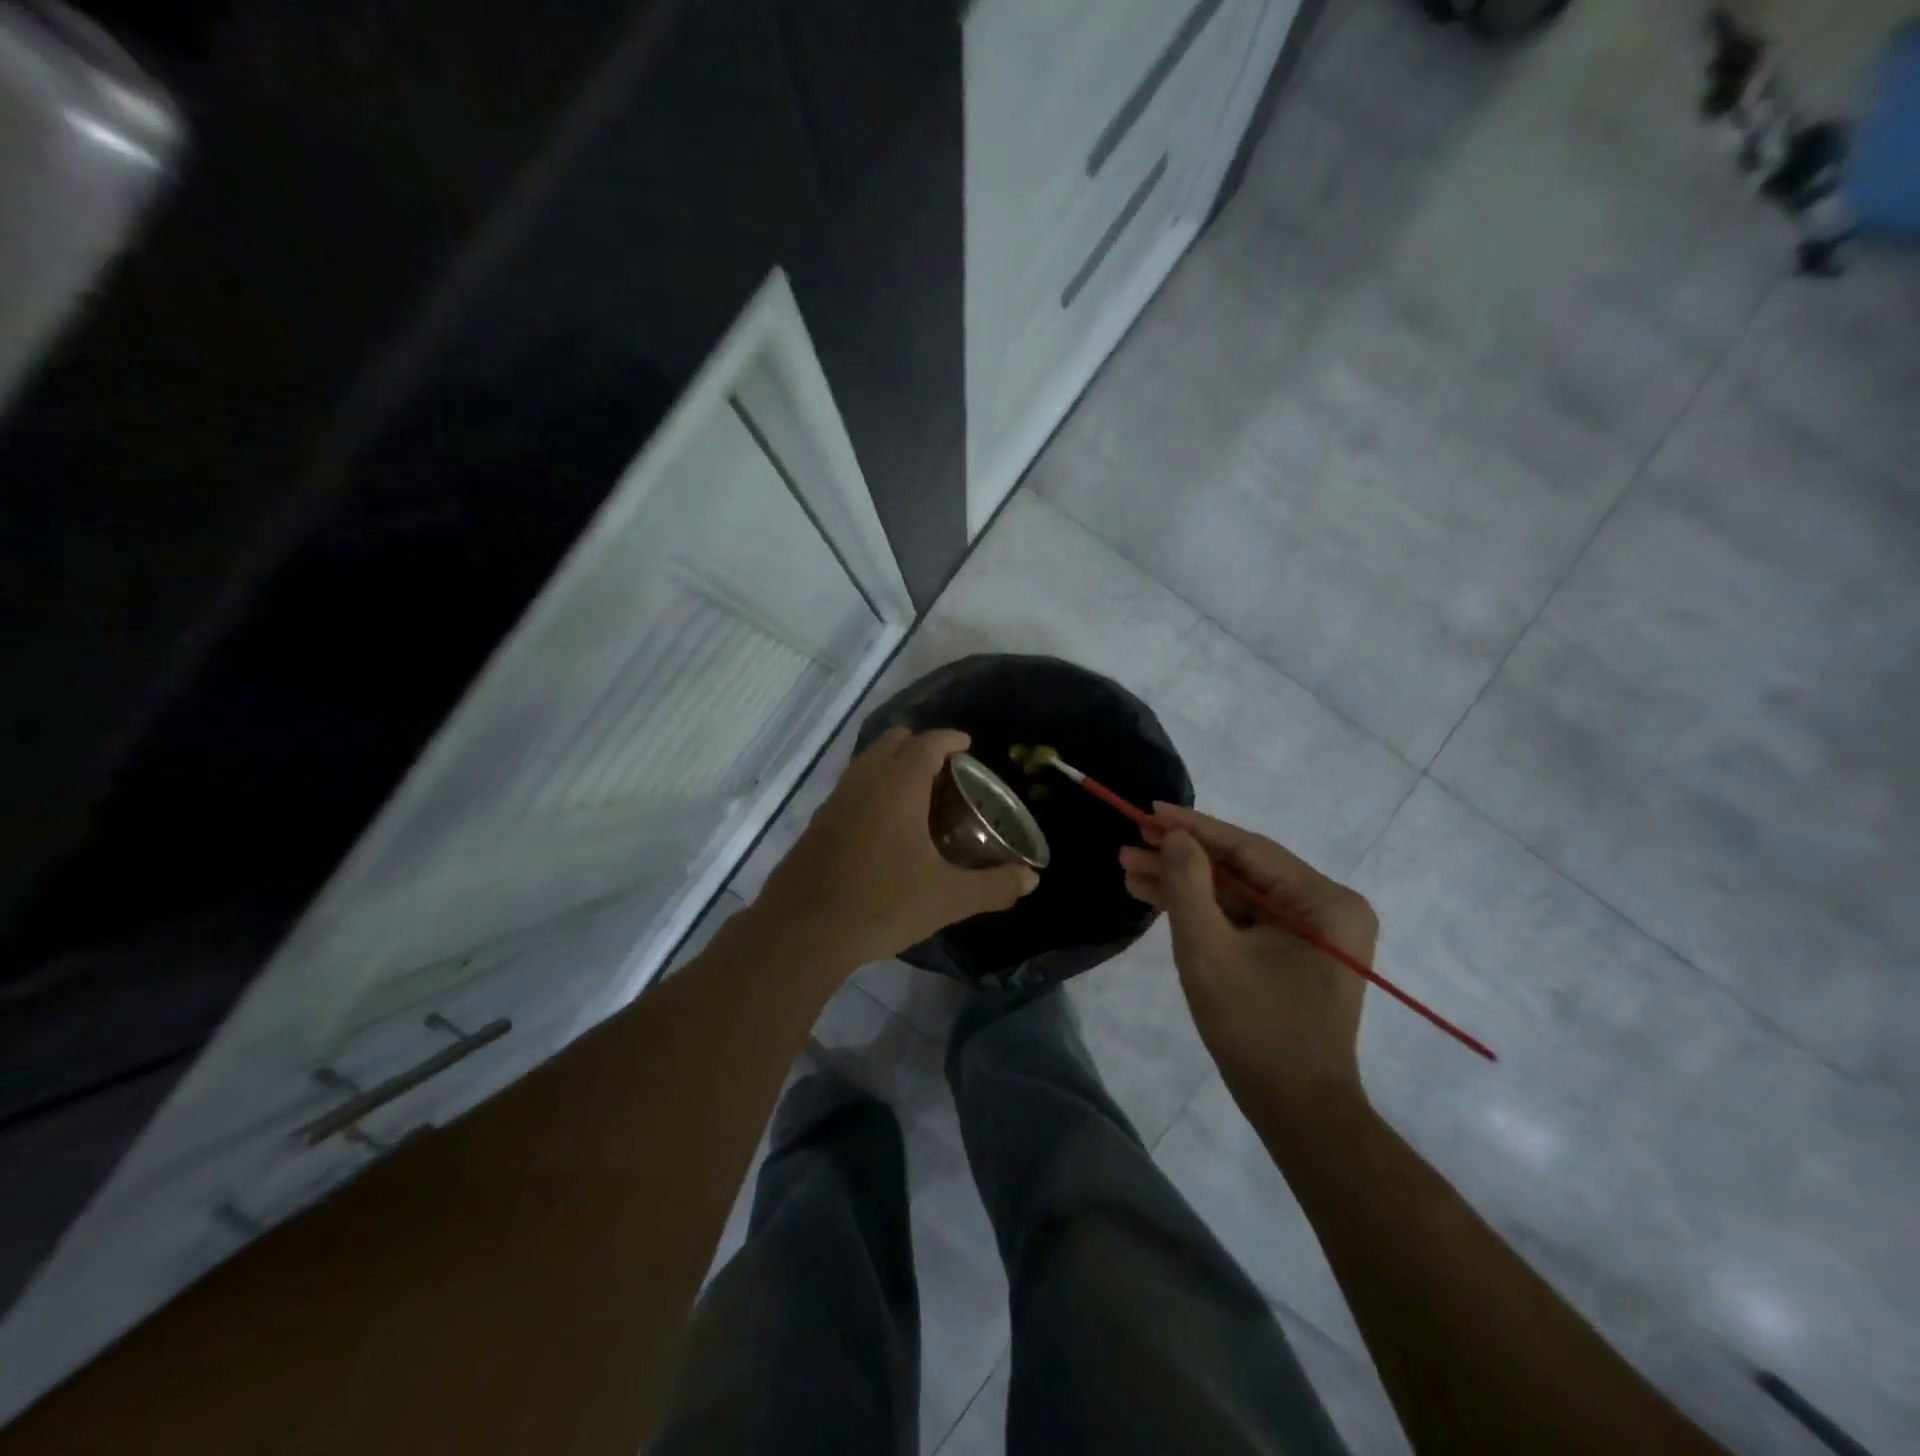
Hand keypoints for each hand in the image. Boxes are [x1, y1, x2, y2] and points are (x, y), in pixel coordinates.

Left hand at [755, 728, 1038, 972]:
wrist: (803, 931)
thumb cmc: (881, 904)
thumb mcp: (947, 899)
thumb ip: (992, 886)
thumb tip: (1030, 880)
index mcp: (897, 787)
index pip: (926, 744)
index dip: (949, 739)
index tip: (967, 744)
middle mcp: (864, 782)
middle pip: (892, 742)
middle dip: (919, 745)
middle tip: (945, 770)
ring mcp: (835, 801)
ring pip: (867, 763)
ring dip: (892, 765)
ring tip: (918, 796)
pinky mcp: (817, 823)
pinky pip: (851, 787)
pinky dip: (872, 788)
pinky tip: (884, 826)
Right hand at [1119, 804, 1374, 1112]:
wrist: (1295, 1111)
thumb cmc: (1256, 1028)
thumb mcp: (1209, 950)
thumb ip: (1188, 884)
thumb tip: (1174, 835)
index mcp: (1325, 901)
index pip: (1248, 848)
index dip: (1193, 827)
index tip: (1148, 810)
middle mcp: (1327, 907)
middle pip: (1241, 869)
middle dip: (1181, 858)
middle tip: (1129, 844)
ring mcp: (1311, 931)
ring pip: (1236, 893)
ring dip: (1184, 883)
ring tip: (1129, 868)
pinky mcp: (1292, 953)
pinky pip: (1242, 918)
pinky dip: (1201, 910)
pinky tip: (1156, 896)